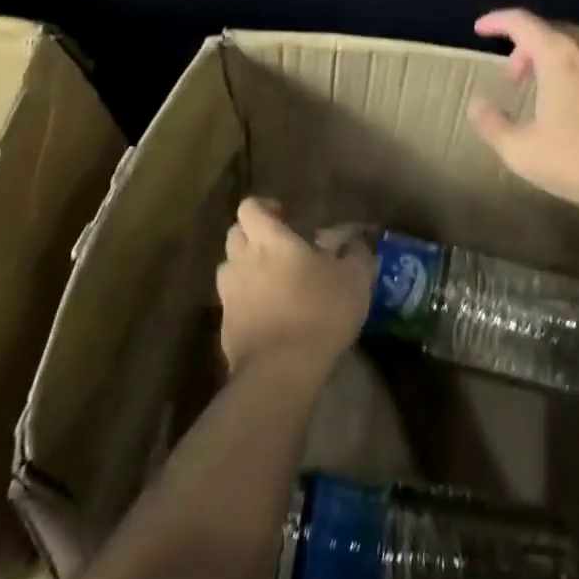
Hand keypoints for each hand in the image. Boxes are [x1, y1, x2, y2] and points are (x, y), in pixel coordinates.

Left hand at [216, 199, 373, 379]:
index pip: (250, 207)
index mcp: (269, 239)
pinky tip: (268, 316)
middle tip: (279, 248)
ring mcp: (229, 294)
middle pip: (235, 234)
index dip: (264, 207)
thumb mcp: (354, 279)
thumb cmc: (319, 312)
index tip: (285, 216)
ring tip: (271, 282)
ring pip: (229, 268)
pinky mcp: (224, 327)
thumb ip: (354, 254)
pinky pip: (231, 303)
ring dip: (245, 268)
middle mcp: (242, 260)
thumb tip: (353, 242)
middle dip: (253, 235)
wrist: (281, 371)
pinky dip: (245, 302)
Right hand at [468, 9, 578, 222]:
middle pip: (556, 33)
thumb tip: (477, 105)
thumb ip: (493, 125)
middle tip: (518, 77)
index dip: (497, 21)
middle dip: (530, 48)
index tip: (481, 29)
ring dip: (566, 64)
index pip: (521, 22)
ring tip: (559, 96)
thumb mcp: (524, 153)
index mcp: (560, 56)